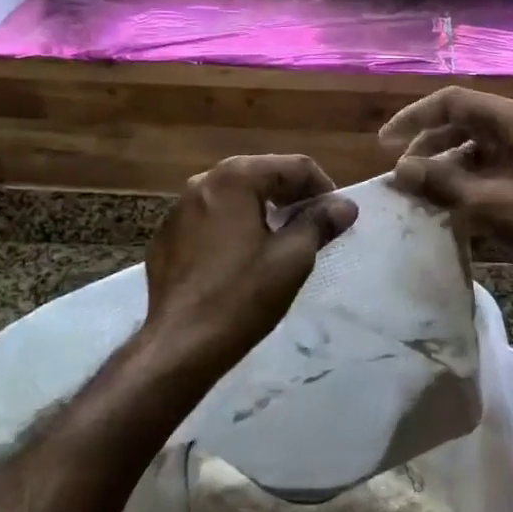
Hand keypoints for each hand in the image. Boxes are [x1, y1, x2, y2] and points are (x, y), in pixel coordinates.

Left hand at [141, 155, 358, 380]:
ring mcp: (178, 209)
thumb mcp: (292, 258)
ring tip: (282, 242)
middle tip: (315, 228)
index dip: (323, 189)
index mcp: (234, 178)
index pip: (294, 167)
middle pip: (262, 176)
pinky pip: (210, 220)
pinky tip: (242, 259)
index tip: (337, 218)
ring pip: (234, 198)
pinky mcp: (167, 237)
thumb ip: (320, 222)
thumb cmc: (242, 295)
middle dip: (292, 197)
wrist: (180, 345)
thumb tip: (345, 205)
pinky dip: (233, 228)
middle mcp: (203, 182)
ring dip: (263, 211)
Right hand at [380, 87, 512, 325]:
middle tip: (401, 173)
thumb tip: (400, 168)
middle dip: (428, 143)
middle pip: (465, 122)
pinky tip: (450, 206)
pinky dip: (467, 182)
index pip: (455, 102)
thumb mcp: (495, 206)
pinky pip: (492, 170)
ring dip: (446, 165)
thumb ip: (444, 183)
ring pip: (478, 148)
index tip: (384, 145)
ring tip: (420, 192)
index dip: (415, 118)